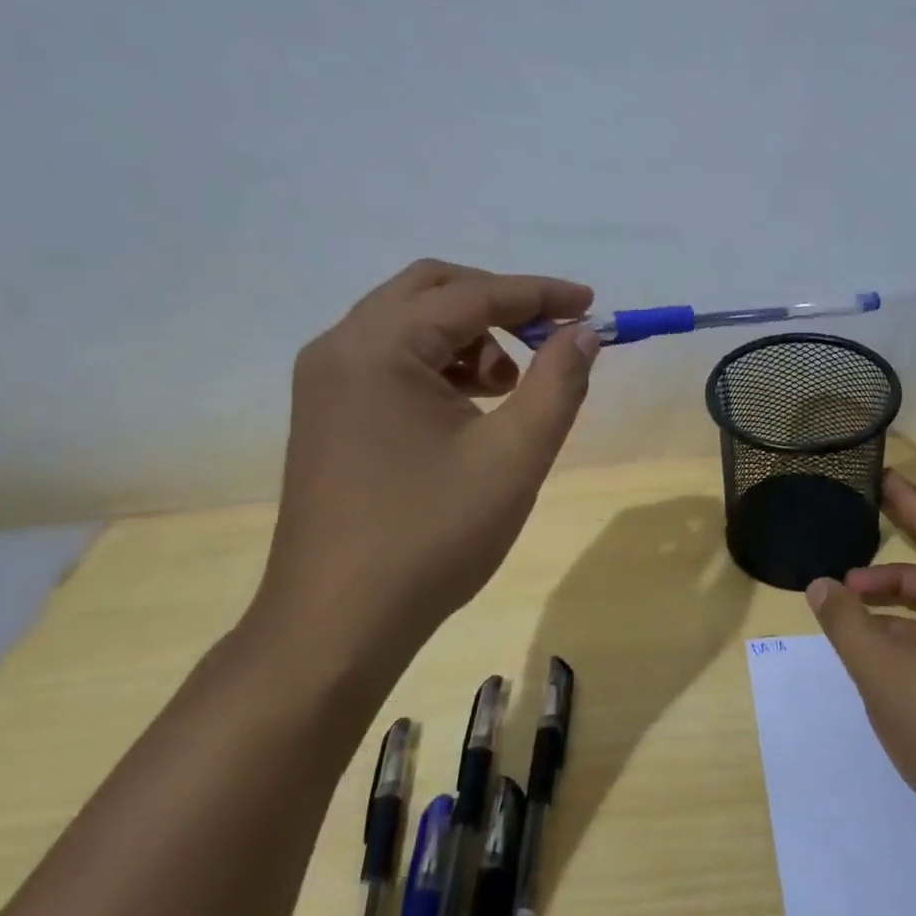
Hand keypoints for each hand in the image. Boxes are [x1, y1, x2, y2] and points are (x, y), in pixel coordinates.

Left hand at [250, 260, 598, 679]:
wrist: (336, 625)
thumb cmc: (431, 537)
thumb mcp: (514, 456)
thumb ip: (558, 383)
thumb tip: (584, 332)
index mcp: (379, 347)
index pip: (472, 295)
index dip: (539, 295)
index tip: (590, 305)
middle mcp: (341, 347)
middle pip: (431, 290)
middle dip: (498, 304)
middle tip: (549, 335)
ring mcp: (326, 381)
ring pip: (409, 324)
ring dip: (468, 337)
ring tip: (510, 388)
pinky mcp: (326, 413)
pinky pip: (390, 360)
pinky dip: (439, 365)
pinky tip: (470, 410)